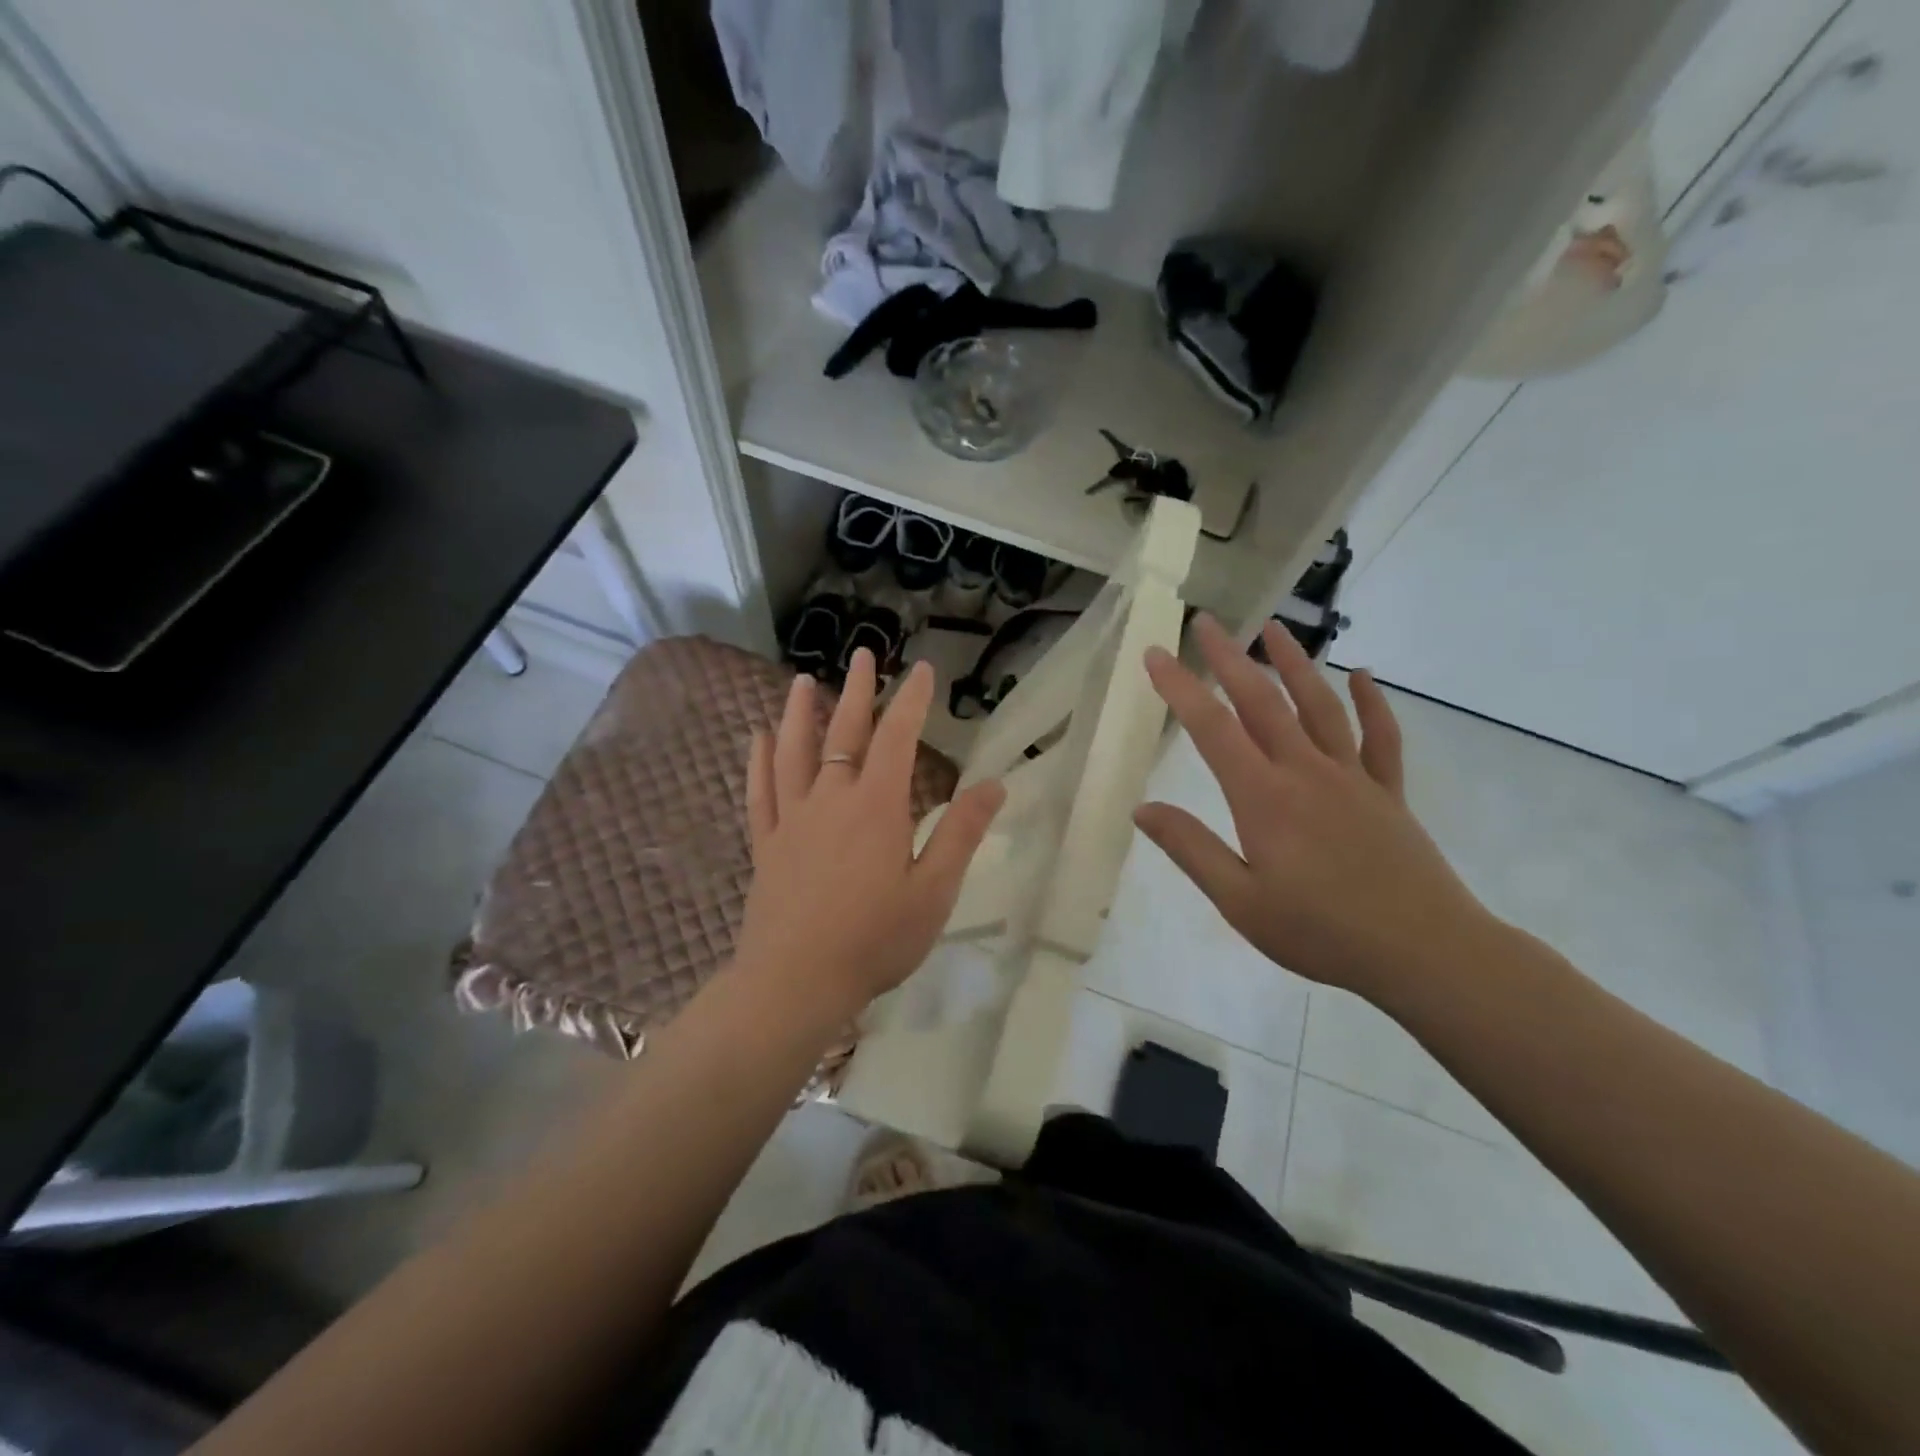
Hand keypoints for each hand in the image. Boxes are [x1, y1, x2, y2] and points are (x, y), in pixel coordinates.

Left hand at [733, 649, 1005, 1018]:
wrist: (795, 982)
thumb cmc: (874, 940)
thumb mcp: (934, 891)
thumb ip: (961, 834)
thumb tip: (993, 784)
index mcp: (877, 807)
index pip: (897, 738)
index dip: (912, 701)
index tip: (921, 670)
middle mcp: (830, 800)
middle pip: (844, 734)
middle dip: (857, 691)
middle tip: (862, 655)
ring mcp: (791, 819)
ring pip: (793, 752)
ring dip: (799, 712)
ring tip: (802, 681)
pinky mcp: (765, 844)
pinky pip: (759, 791)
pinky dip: (758, 760)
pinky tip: (757, 738)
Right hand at [1136, 615, 1494, 1000]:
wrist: (1425, 952)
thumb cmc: (1322, 932)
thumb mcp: (1241, 902)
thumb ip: (1191, 849)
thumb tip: (1142, 809)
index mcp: (1264, 798)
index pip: (1213, 729)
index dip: (1180, 688)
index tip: (1155, 653)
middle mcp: (1306, 772)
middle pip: (1263, 702)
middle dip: (1231, 658)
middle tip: (1207, 621)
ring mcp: (1352, 778)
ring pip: (1320, 706)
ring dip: (1295, 663)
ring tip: (1274, 628)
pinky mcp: (1387, 793)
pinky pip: (1380, 737)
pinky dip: (1371, 702)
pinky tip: (1362, 675)